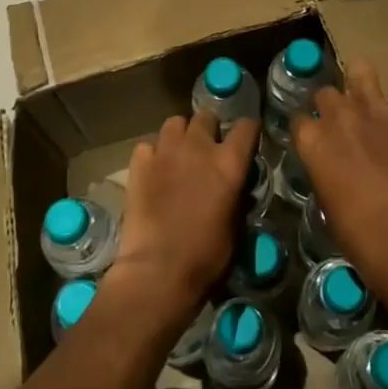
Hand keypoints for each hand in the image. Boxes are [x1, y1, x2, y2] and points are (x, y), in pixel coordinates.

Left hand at [111, 111, 257, 322]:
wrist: (157, 271)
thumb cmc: (205, 256)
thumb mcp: (235, 226)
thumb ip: (236, 195)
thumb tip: (235, 186)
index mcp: (229, 162)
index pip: (246, 126)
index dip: (247, 131)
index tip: (246, 140)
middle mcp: (199, 147)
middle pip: (206, 117)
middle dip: (209, 130)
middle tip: (207, 150)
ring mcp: (166, 151)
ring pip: (175, 123)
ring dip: (180, 135)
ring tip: (179, 154)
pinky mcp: (140, 163)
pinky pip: (148, 145)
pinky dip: (153, 153)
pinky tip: (154, 169)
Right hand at [292, 61, 387, 285]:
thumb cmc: (351, 227)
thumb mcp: (323, 195)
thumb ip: (322, 166)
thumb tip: (330, 162)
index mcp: (310, 138)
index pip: (299, 118)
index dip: (308, 128)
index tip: (316, 138)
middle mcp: (337, 114)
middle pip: (326, 92)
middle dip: (332, 104)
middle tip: (343, 122)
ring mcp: (372, 108)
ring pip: (360, 69)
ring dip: (362, 81)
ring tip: (368, 97)